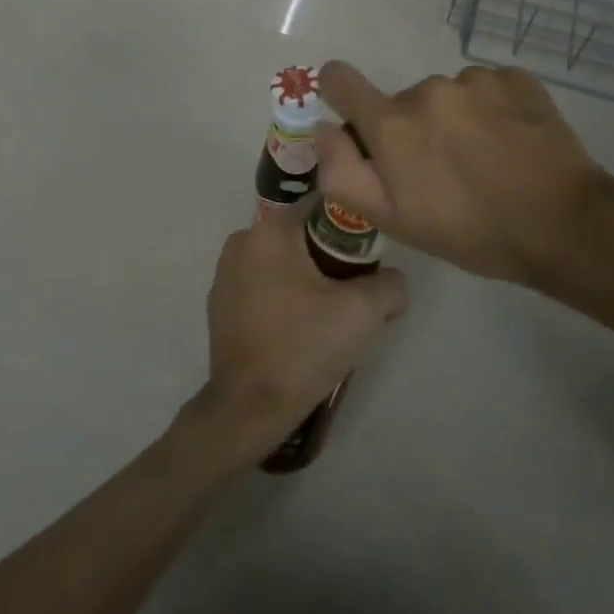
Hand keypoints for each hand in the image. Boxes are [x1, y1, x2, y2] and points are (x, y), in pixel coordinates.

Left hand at [188, 201, 407, 461]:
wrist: (249, 407)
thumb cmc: (304, 347)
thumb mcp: (363, 312)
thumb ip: (391, 284)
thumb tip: (393, 283)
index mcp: (270, 231)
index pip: (321, 207)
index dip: (351, 228)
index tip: (368, 261)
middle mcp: (241, 241)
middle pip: (301, 235)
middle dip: (330, 257)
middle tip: (353, 293)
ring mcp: (225, 273)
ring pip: (281, 261)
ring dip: (306, 278)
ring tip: (328, 316)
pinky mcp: (220, 303)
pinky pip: (262, 284)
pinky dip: (282, 296)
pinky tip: (297, 329)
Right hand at [314, 60, 613, 294]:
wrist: (564, 224)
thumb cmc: (470, 231)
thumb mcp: (393, 220)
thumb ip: (342, 173)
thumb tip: (324, 129)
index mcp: (392, 123)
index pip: (340, 80)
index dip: (338, 92)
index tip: (354, 116)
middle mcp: (428, 90)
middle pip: (402, 102)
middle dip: (411, 131)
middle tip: (441, 173)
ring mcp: (476, 80)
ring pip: (446, 96)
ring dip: (453, 120)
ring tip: (484, 160)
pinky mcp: (516, 79)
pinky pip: (486, 89)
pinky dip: (491, 110)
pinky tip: (511, 143)